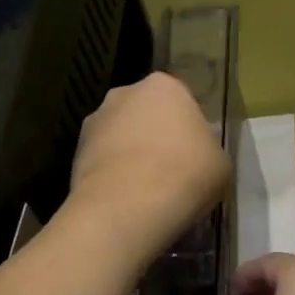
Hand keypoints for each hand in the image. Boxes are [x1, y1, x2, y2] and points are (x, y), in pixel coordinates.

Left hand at [68, 72, 230, 265]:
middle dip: (156, 136)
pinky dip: (113, 175)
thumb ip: (207, 148)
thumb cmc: (184, 174)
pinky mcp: (75, 153)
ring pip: (121, 137)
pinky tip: (126, 200)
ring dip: (131, 155)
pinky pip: (103, 161)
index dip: (189, 129)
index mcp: (164, 86)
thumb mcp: (220, 163)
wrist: (127, 207)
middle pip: (146, 114)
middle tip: (171, 171)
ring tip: (146, 191)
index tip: (195, 155)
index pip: (181, 101)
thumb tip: (196, 151)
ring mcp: (95, 122)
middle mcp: (124, 94)